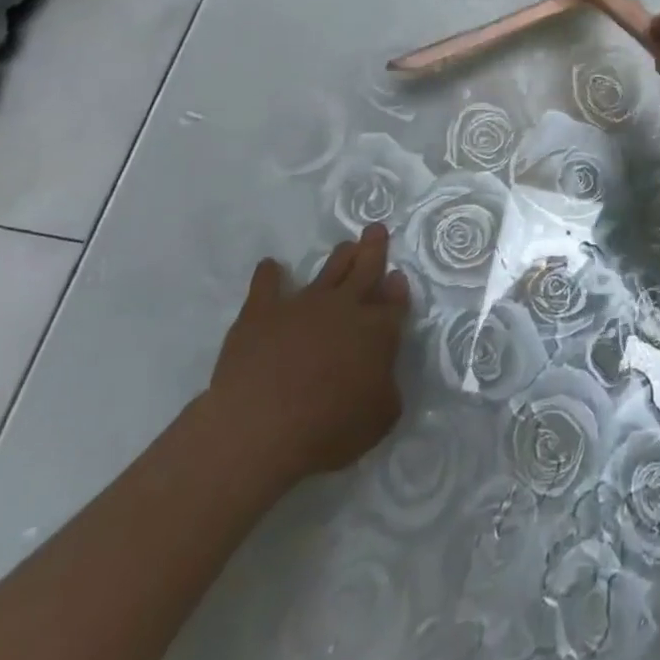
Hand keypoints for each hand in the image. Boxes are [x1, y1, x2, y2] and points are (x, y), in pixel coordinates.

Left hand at [205, 224, 410, 490]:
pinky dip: (269, 274)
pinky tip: (270, 266)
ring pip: (328, 270)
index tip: (397, 277)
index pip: (394, 303)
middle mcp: (345, 307)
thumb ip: (387, 386)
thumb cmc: (329, 428)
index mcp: (377, 331)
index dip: (397, 290)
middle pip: (365, 270)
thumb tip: (383, 371)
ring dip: (339, 257)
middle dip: (373, 249)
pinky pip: (266, 285)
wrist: (262, 428)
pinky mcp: (262, 313)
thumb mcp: (380, 417)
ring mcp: (303, 305)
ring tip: (346, 245)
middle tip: (375, 230)